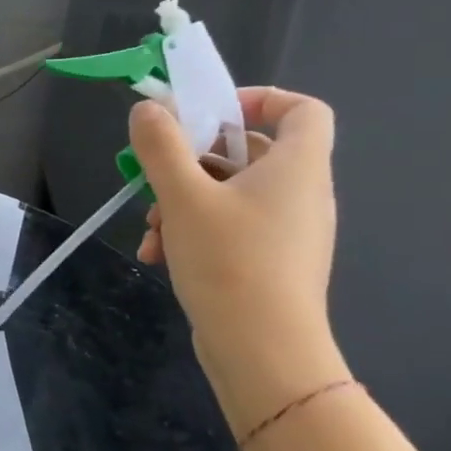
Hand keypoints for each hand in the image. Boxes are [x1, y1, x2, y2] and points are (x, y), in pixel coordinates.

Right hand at [131, 87, 347, 434]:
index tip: (209, 113)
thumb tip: (148, 108)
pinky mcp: (270, 261)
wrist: (263, 352)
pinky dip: (193, 230)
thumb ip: (162, 146)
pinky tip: (159, 254)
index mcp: (296, 167)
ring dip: (182, 201)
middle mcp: (300, 193)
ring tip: (152, 228)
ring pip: (229, 193)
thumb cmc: (230, 261)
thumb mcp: (183, 196)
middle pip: (248, 151)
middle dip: (192, 160)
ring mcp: (286, 231)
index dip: (260, 98)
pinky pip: (230, 226)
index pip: (302, 109)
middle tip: (155, 174)